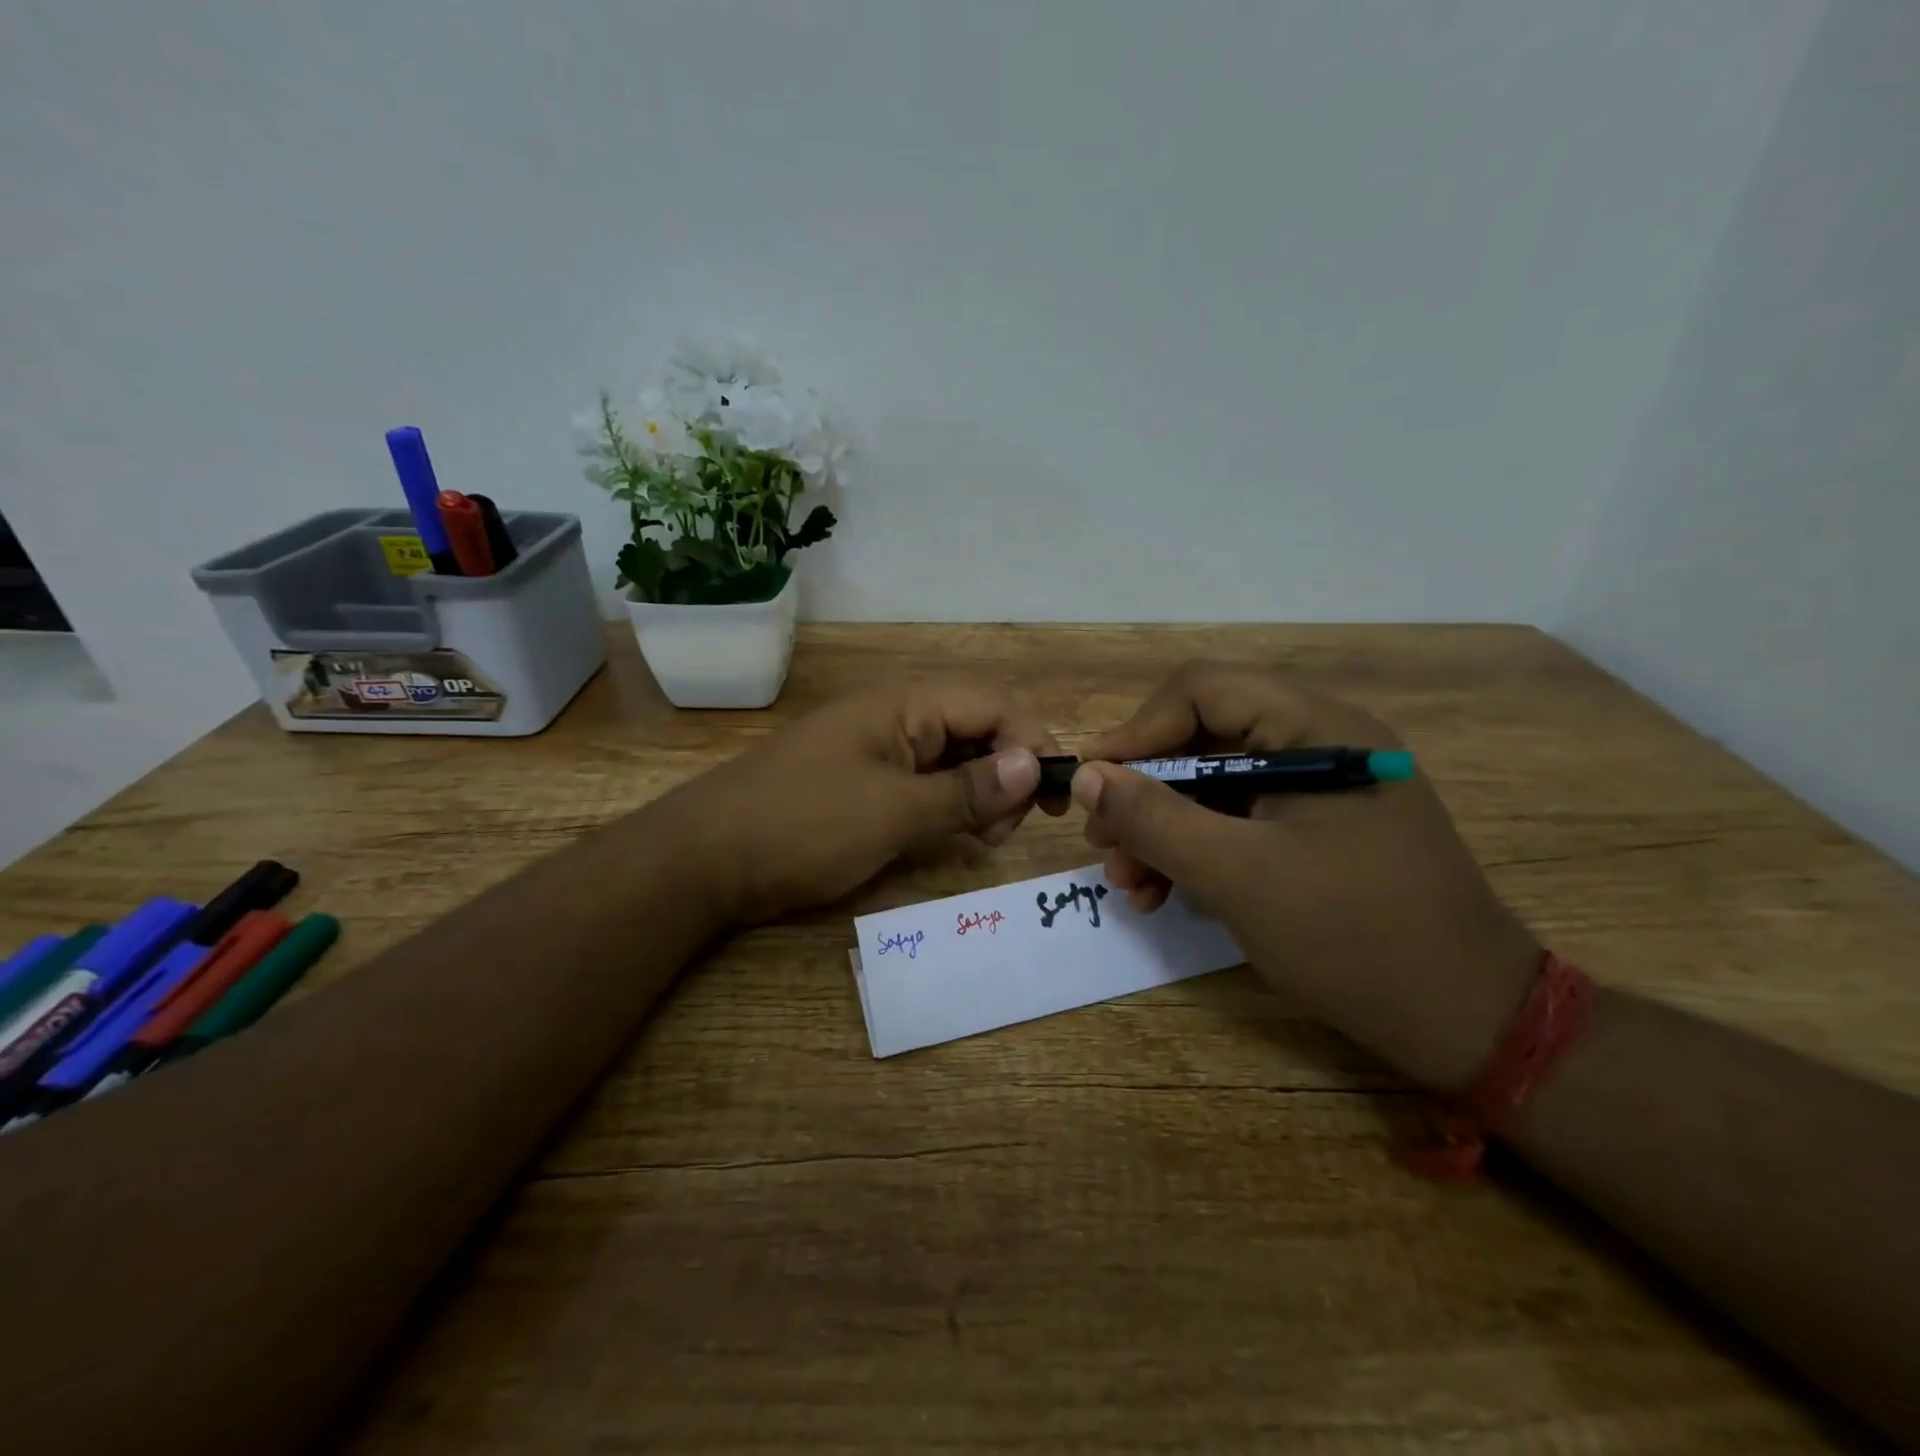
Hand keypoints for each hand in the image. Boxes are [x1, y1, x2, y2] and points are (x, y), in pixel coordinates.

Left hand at [672, 679, 1056, 923]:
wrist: (705, 859)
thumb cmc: (804, 826)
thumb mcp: (894, 812)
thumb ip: (968, 791)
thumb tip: (1036, 765)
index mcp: (904, 705)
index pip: (994, 705)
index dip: (1033, 743)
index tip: (1056, 800)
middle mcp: (895, 717)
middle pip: (977, 729)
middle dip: (1008, 772)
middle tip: (1005, 830)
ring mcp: (876, 749)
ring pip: (952, 759)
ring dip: (980, 793)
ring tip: (981, 840)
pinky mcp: (862, 782)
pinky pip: (923, 783)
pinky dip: (946, 806)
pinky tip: (950, 837)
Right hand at [1072, 662, 1540, 1089]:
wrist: (1469, 1022)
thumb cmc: (1355, 937)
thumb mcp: (1238, 876)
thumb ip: (1155, 819)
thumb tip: (1087, 775)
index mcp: (1316, 727)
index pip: (1202, 691)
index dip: (1137, 731)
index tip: (1093, 785)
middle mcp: (1320, 741)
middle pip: (1204, 739)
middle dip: (1144, 792)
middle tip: (1103, 844)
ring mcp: (1322, 788)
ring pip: (1215, 785)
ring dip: (1163, 828)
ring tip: (1129, 884)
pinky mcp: (1320, 830)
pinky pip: (1241, 820)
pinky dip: (1198, 850)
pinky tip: (1167, 894)